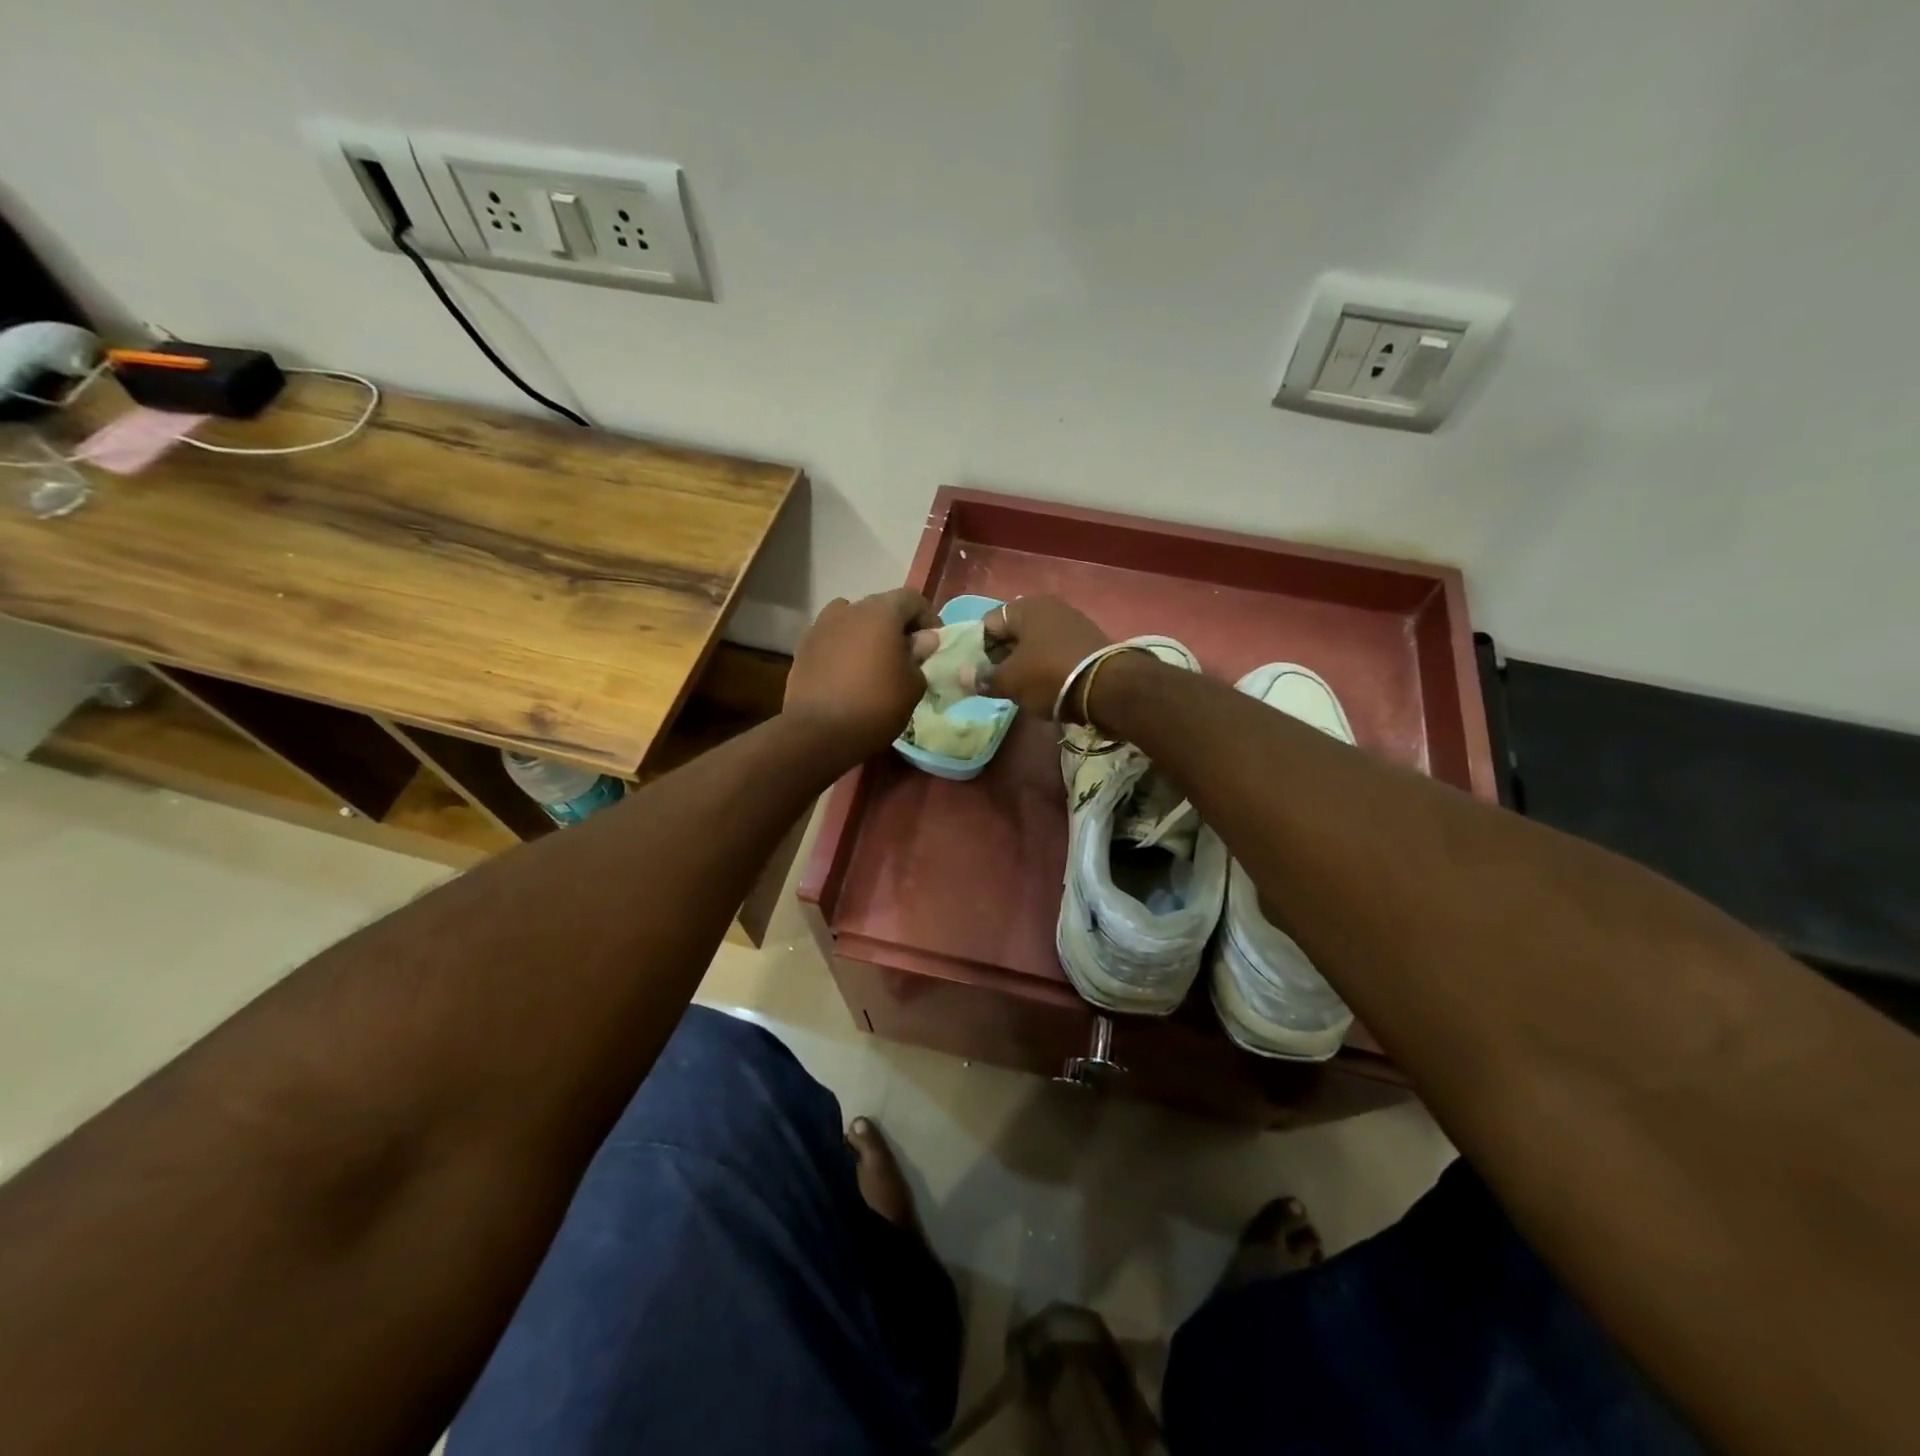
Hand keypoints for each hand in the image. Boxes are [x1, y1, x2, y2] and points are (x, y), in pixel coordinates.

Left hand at [785, 589, 936, 761]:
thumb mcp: (913, 685)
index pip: (912, 599)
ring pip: (852, 620)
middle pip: (880, 607)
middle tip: (906, 655)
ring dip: (867, 634)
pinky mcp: (803, 647)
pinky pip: (832, 638)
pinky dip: (844, 648)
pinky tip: (848, 673)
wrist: (818, 733)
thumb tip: (922, 639)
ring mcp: (821, 626)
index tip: (932, 645)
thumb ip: (920, 655)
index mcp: (881, 612)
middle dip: (897, 626)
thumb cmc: (876, 706)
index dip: (927, 618)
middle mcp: (849, 609)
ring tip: (874, 661)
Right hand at [971, 595, 1109, 719]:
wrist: (1108, 687)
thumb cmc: (1048, 676)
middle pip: (1013, 632)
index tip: (975, 674)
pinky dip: (1046, 665)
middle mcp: (1049, 606)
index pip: (988, 624)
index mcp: (1025, 607)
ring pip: (1035, 642)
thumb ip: (983, 678)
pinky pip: (1056, 650)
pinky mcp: (1090, 640)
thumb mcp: (1010, 681)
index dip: (976, 649)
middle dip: (1001, 656)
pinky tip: (1046, 685)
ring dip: (1024, 662)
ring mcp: (1072, 621)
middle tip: (996, 683)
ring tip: (1020, 688)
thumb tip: (963, 676)